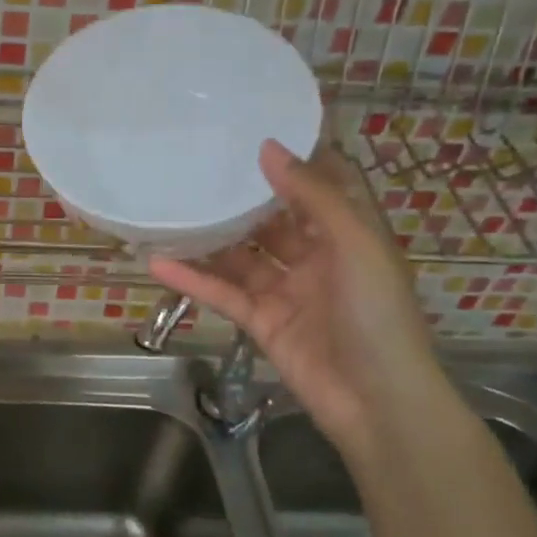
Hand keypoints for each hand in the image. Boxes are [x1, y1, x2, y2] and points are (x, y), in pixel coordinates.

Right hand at [150, 138, 444, 460]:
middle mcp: (316, 259)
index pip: (318, 189)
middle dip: (240, 200)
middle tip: (195, 168)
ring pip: (241, 258)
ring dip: (209, 239)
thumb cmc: (378, 315)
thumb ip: (312, 197)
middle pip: (272, 222)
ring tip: (169, 210)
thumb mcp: (354, 245)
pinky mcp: (261, 323)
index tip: (252, 133)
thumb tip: (268, 149)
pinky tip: (158, 263)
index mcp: (348, 236)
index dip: (292, 163)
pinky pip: (223, 294)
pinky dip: (192, 280)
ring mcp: (286, 292)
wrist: (378, 403)